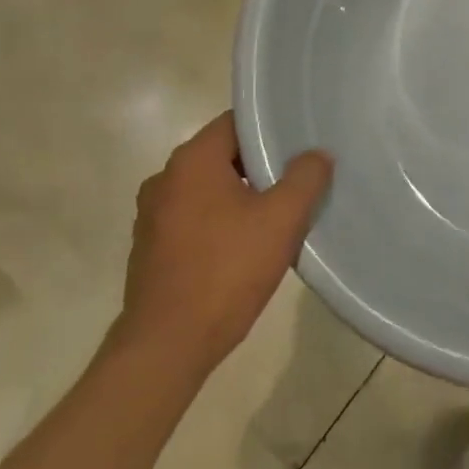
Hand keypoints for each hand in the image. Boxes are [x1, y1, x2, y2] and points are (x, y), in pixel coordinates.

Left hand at [113, 112, 333, 375]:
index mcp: (192, 160)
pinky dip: (221, 222)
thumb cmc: (227, 270)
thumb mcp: (282, 219)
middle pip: (224, 155)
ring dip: (242, 196)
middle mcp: (165, 178)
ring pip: (210, 189)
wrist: (167, 346)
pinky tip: (247, 247)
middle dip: (261, 165)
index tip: (301, 142)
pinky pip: (195, 218)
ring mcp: (152, 215)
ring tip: (279, 214)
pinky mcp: (151, 248)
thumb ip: (306, 178)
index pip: (236, 122)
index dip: (271, 128)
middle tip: (299, 178)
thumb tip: (317, 155)